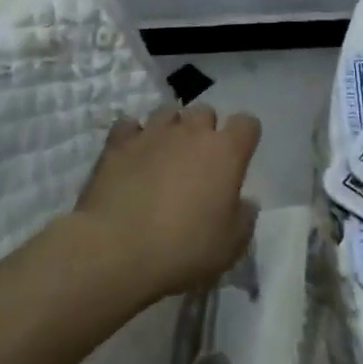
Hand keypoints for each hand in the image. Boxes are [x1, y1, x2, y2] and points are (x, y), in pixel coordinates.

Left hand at [73, 103, 261, 300]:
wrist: (115, 251)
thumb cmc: (183, 249)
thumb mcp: (232, 245)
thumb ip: (245, 216)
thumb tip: (244, 202)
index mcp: (227, 152)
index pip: (247, 123)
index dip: (244, 137)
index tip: (238, 158)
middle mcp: (192, 132)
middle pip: (205, 111)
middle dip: (205, 129)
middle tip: (198, 159)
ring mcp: (153, 133)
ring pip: (168, 112)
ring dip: (171, 128)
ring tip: (164, 154)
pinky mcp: (117, 144)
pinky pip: (129, 125)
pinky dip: (133, 135)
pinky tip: (132, 156)